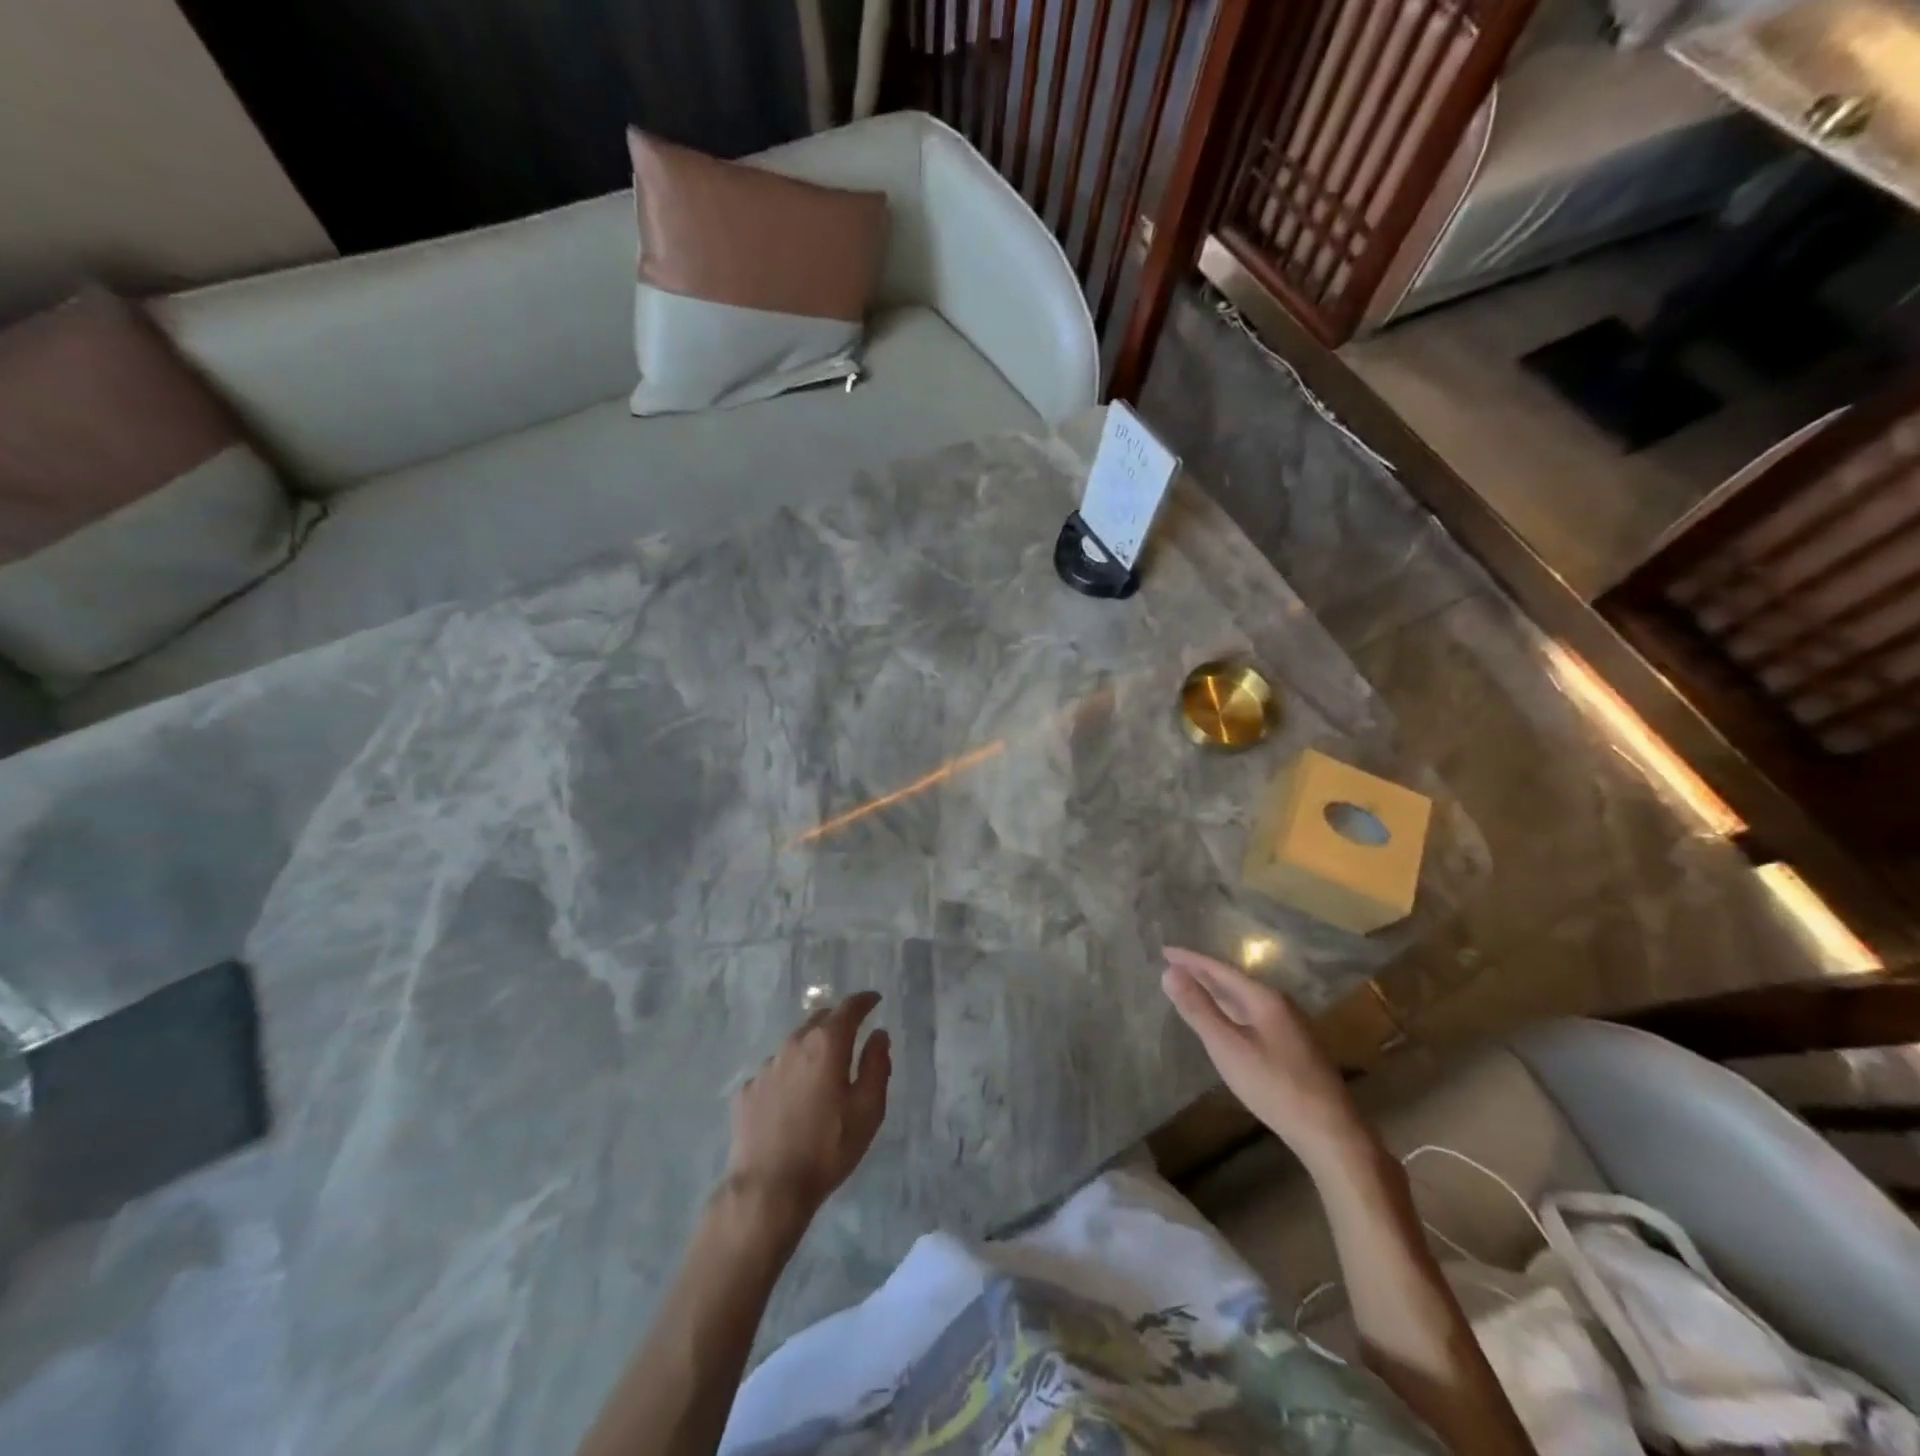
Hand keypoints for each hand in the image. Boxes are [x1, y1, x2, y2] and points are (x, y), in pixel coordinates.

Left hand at [725, 992, 890, 1222]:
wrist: (768, 1188)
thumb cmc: (828, 1148)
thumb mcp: (868, 1110)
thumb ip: (877, 1065)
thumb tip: (879, 1035)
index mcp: (827, 1044)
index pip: (849, 1008)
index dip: (864, 1001)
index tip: (874, 1000)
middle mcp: (794, 1045)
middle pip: (819, 1020)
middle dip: (837, 1021)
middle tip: (851, 1033)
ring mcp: (766, 1067)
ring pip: (795, 1045)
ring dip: (811, 1048)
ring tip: (821, 1070)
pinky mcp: (747, 1090)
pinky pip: (775, 1071)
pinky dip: (789, 1074)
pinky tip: (792, 1098)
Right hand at [1161, 947, 1363, 1170]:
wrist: (1330, 1131)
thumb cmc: (1274, 1086)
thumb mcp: (1227, 1047)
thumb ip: (1198, 1009)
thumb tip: (1169, 972)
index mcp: (1264, 998)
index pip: (1220, 969)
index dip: (1190, 960)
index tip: (1165, 951)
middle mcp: (1280, 1004)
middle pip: (1234, 981)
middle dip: (1203, 973)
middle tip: (1174, 967)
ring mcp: (1291, 1026)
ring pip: (1245, 999)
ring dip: (1217, 992)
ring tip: (1194, 988)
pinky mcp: (1295, 1047)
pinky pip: (1253, 1015)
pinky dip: (1231, 1010)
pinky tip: (1227, 1022)